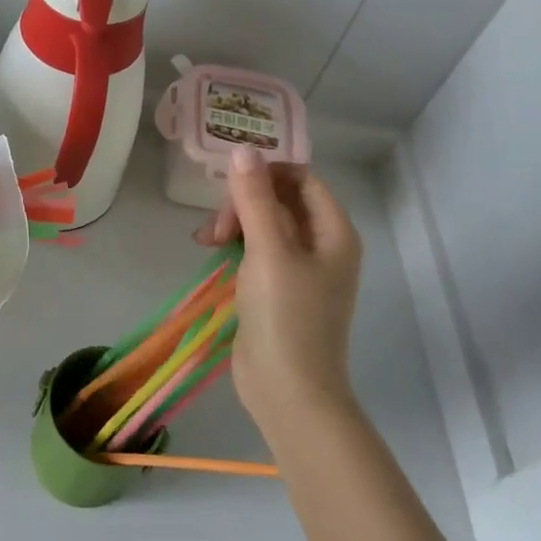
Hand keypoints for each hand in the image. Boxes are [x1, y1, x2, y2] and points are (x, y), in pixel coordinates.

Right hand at [197, 148, 363, 424]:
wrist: (289, 391)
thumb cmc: (286, 317)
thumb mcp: (269, 251)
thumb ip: (255, 199)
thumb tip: (243, 150)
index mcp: (333, 231)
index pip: (301, 178)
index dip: (266, 174)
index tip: (229, 187)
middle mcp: (322, 245)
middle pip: (280, 199)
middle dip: (244, 202)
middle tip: (217, 227)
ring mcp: (300, 269)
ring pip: (264, 223)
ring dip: (234, 223)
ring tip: (207, 241)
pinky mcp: (278, 289)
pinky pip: (257, 249)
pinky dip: (234, 245)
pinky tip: (212, 253)